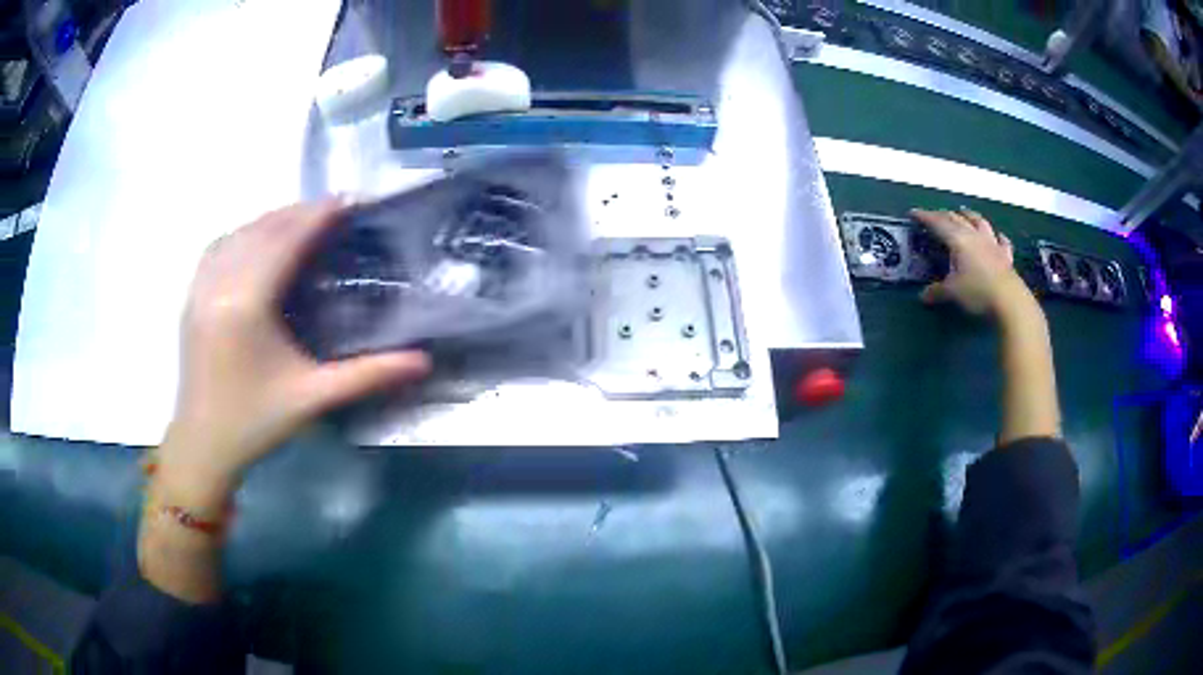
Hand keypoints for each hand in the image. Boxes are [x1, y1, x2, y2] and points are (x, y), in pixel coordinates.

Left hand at [159, 199, 430, 496]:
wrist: (202, 447)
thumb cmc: (255, 423)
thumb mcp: (312, 398)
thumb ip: (367, 374)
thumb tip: (422, 360)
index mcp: (247, 304)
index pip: (286, 242)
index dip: (317, 216)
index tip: (347, 200)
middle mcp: (219, 285)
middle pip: (262, 230)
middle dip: (298, 213)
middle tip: (333, 209)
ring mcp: (200, 288)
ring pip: (238, 234)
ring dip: (270, 220)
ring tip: (300, 220)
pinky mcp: (191, 297)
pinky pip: (217, 249)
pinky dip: (242, 234)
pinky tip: (256, 241)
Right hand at [911, 208, 1029, 316]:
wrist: (1009, 301)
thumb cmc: (977, 292)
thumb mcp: (952, 293)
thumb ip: (937, 292)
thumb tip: (923, 297)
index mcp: (958, 239)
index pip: (938, 223)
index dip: (925, 217)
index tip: (913, 213)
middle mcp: (974, 235)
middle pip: (957, 218)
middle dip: (943, 215)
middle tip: (935, 216)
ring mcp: (992, 243)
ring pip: (980, 222)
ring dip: (970, 216)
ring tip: (964, 213)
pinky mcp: (1006, 256)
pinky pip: (1002, 241)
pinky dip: (998, 236)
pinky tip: (998, 236)